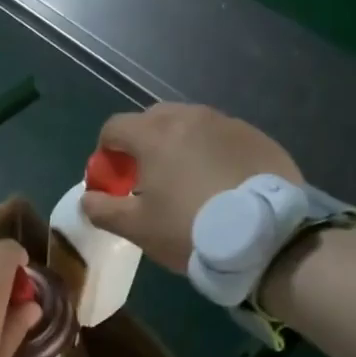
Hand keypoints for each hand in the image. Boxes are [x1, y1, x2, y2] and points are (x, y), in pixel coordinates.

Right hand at [80, 104, 302, 271]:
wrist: (268, 238)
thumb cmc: (190, 229)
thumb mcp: (137, 228)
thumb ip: (102, 209)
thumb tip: (87, 198)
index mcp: (154, 134)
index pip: (114, 127)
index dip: (106, 151)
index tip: (114, 178)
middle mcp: (190, 118)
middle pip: (153, 119)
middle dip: (143, 142)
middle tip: (149, 177)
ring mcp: (228, 124)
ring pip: (191, 125)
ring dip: (180, 145)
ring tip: (189, 181)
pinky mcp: (259, 138)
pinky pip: (224, 137)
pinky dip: (213, 152)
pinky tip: (223, 184)